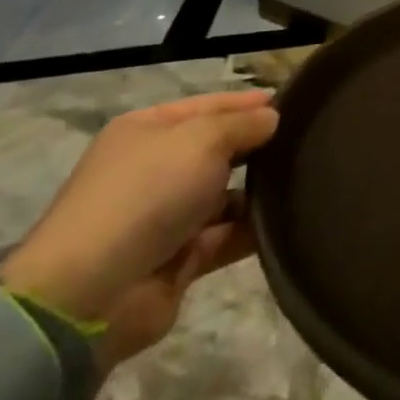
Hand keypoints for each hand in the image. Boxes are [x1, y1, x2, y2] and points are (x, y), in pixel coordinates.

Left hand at [0, 91, 279, 365]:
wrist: (91, 296)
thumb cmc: (146, 194)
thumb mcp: (202, 139)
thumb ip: (244, 124)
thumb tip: (272, 118)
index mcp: (148, 130)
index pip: (209, 105)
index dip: (248, 103)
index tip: (294, 104)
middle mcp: (156, 169)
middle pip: (219, 149)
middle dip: (258, 146)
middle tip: (307, 142)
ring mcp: (166, 216)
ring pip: (226, 193)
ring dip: (260, 189)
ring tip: (307, 179)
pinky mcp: (180, 259)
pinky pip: (227, 235)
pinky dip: (253, 228)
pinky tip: (289, 218)